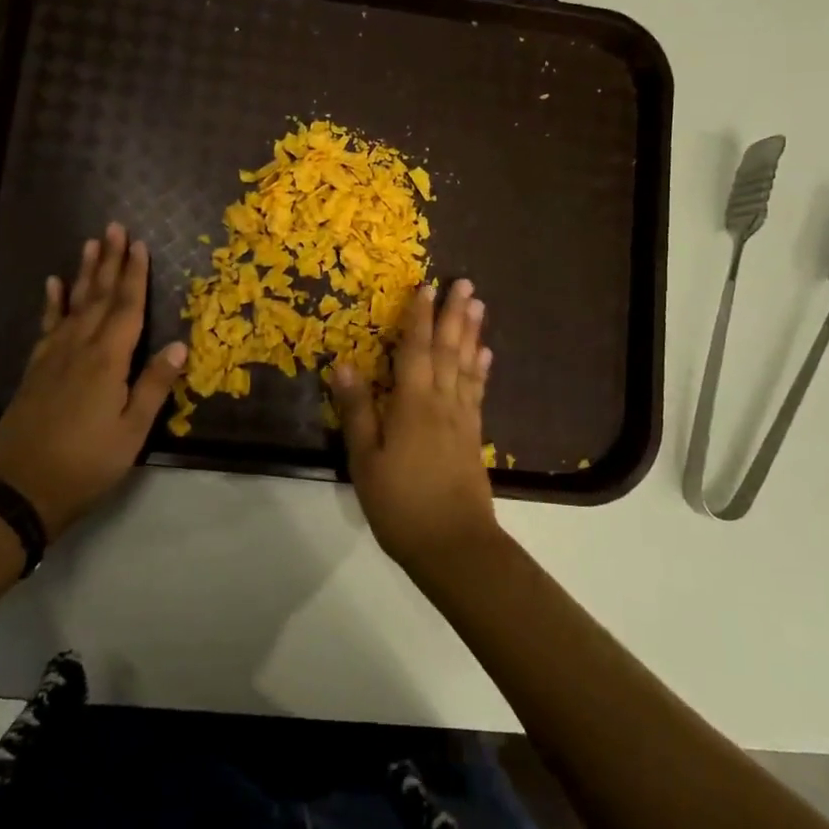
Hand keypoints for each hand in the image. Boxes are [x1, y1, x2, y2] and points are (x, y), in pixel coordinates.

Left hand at [0, 224, 185, 540]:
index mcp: (108, 361)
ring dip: (85, 274)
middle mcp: (80, 349)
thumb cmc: (86, 463)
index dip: (135, 276)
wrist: (20, 489)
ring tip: (91, 244)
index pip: (127, 309)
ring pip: (74, 305)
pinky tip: (54, 285)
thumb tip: (180, 346)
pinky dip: (53, 303)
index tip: (140, 244)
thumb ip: (154, 386)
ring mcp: (53, 357)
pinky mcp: (36, 370)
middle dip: (110, 262)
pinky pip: (48, 326)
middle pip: (99, 297)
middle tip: (115, 227)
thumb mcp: (131, 432)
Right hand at [330, 278, 499, 571]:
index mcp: (412, 405)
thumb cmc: (400, 504)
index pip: (415, 350)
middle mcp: (441, 403)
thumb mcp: (365, 460)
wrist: (454, 545)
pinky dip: (481, 369)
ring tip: (478, 306)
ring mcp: (462, 419)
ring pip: (467, 365)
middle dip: (454, 315)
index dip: (419, 317)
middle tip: (465, 283)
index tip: (426, 286)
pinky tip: (485, 355)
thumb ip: (357, 410)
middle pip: (449, 350)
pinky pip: (477, 391)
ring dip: (472, 333)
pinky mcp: (473, 436)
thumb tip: (344, 363)